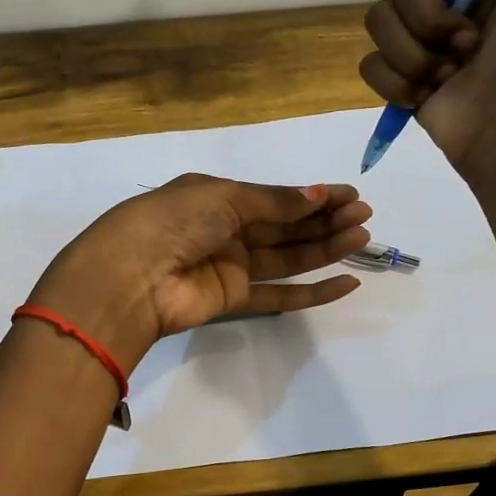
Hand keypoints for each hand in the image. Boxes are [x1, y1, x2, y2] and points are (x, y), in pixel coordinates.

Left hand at [27, 174, 371, 370]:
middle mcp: (225, 230)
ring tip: (363, 238)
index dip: (312, 195)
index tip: (350, 194)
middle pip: (285, 226)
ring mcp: (230, 266)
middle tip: (364, 215)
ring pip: (287, 257)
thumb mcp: (224, 197)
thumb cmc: (174, 221)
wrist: (131, 276)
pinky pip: (279, 295)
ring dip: (325, 248)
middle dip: (324, 219)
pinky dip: (312, 292)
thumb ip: (274, 202)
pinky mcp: (233, 300)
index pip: (274, 196)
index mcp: (217, 197)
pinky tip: (346, 283)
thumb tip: (317, 194)